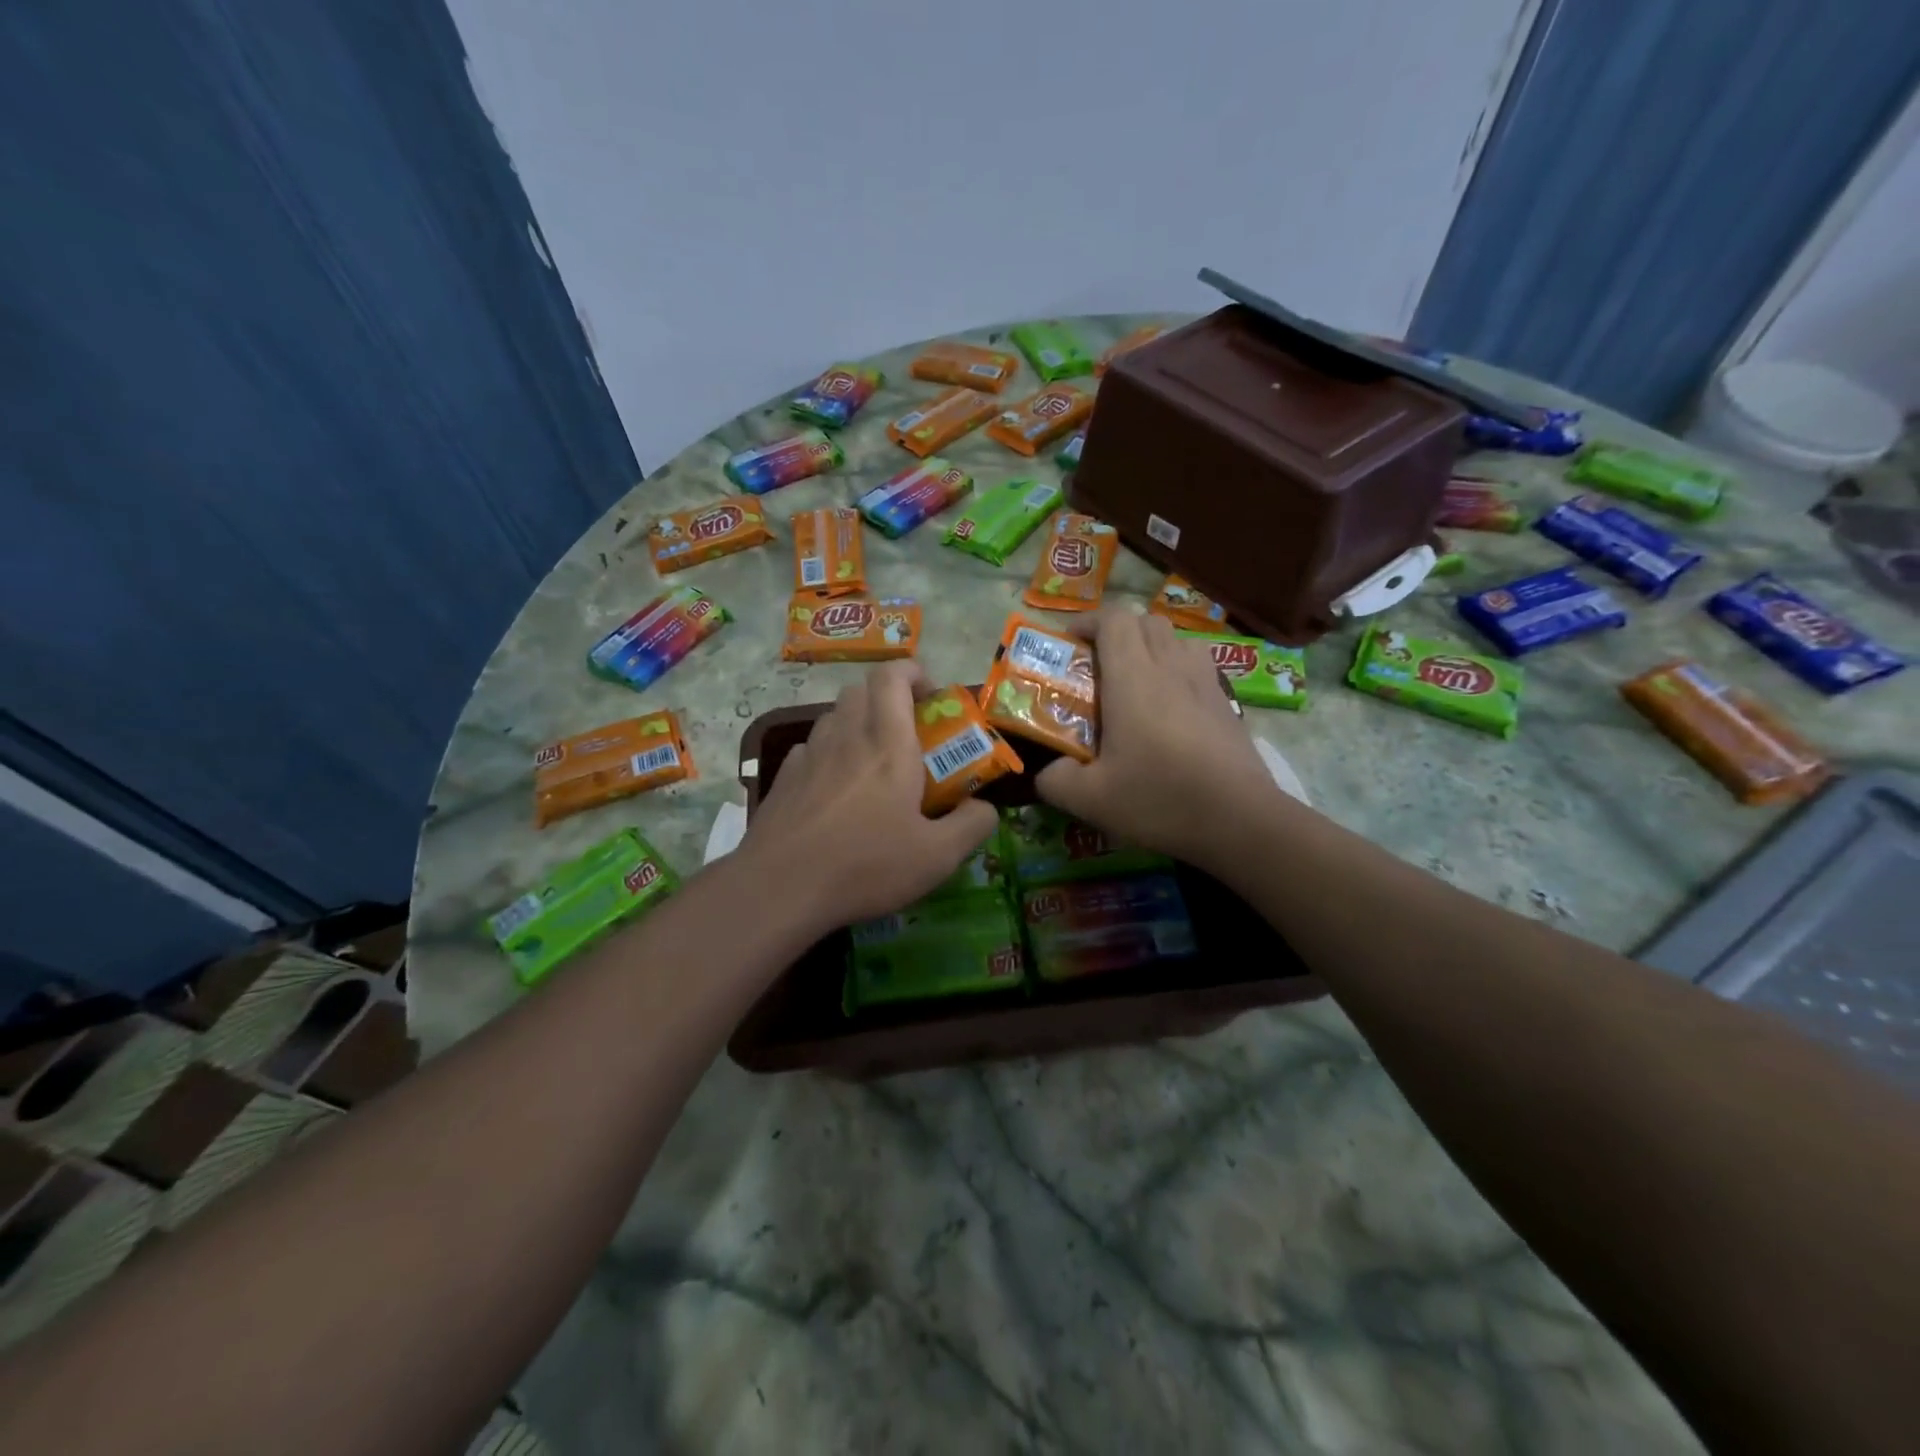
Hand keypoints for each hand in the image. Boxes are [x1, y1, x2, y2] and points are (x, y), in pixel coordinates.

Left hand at [739, 662, 999, 932]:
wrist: (779, 888)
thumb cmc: (865, 865)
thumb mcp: (937, 856)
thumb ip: (971, 826)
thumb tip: (985, 807)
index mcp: (888, 744)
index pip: (892, 676)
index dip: (913, 673)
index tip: (931, 697)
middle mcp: (846, 737)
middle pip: (861, 690)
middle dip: (888, 698)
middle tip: (908, 733)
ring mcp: (809, 755)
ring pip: (834, 716)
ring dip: (857, 724)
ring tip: (873, 764)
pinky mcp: (784, 778)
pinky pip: (811, 748)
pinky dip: (830, 754)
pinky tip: (836, 790)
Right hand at [1035, 608, 1281, 867]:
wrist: (1240, 819)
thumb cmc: (1160, 798)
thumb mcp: (1090, 799)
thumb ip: (1055, 780)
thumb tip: (1047, 772)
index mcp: (1132, 678)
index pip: (1113, 619)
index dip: (1087, 622)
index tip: (1068, 644)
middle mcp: (1170, 667)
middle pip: (1145, 621)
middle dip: (1116, 632)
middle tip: (1097, 666)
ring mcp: (1205, 682)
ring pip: (1176, 639)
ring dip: (1151, 647)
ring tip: (1136, 682)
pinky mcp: (1226, 702)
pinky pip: (1198, 665)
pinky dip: (1178, 670)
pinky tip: (1170, 708)